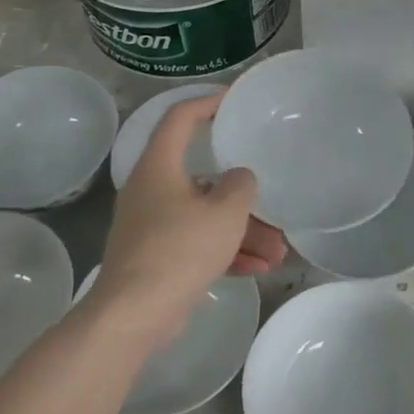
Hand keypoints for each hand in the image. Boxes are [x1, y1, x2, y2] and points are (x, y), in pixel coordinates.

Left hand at [86, 94, 286, 352]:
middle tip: (274, 202)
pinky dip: (227, 252)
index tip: (236, 99)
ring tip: (279, 251)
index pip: (180, 118)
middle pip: (204, 179)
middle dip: (244, 197)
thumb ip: (240, 185)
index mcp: (159, 167)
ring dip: (243, 231)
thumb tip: (239, 177)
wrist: (134, 314)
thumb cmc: (180, 249)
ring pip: (206, 217)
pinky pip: (198, 244)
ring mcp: (153, 226)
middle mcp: (152, 190)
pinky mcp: (157, 257)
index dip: (208, 102)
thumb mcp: (224, 212)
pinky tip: (260, 268)